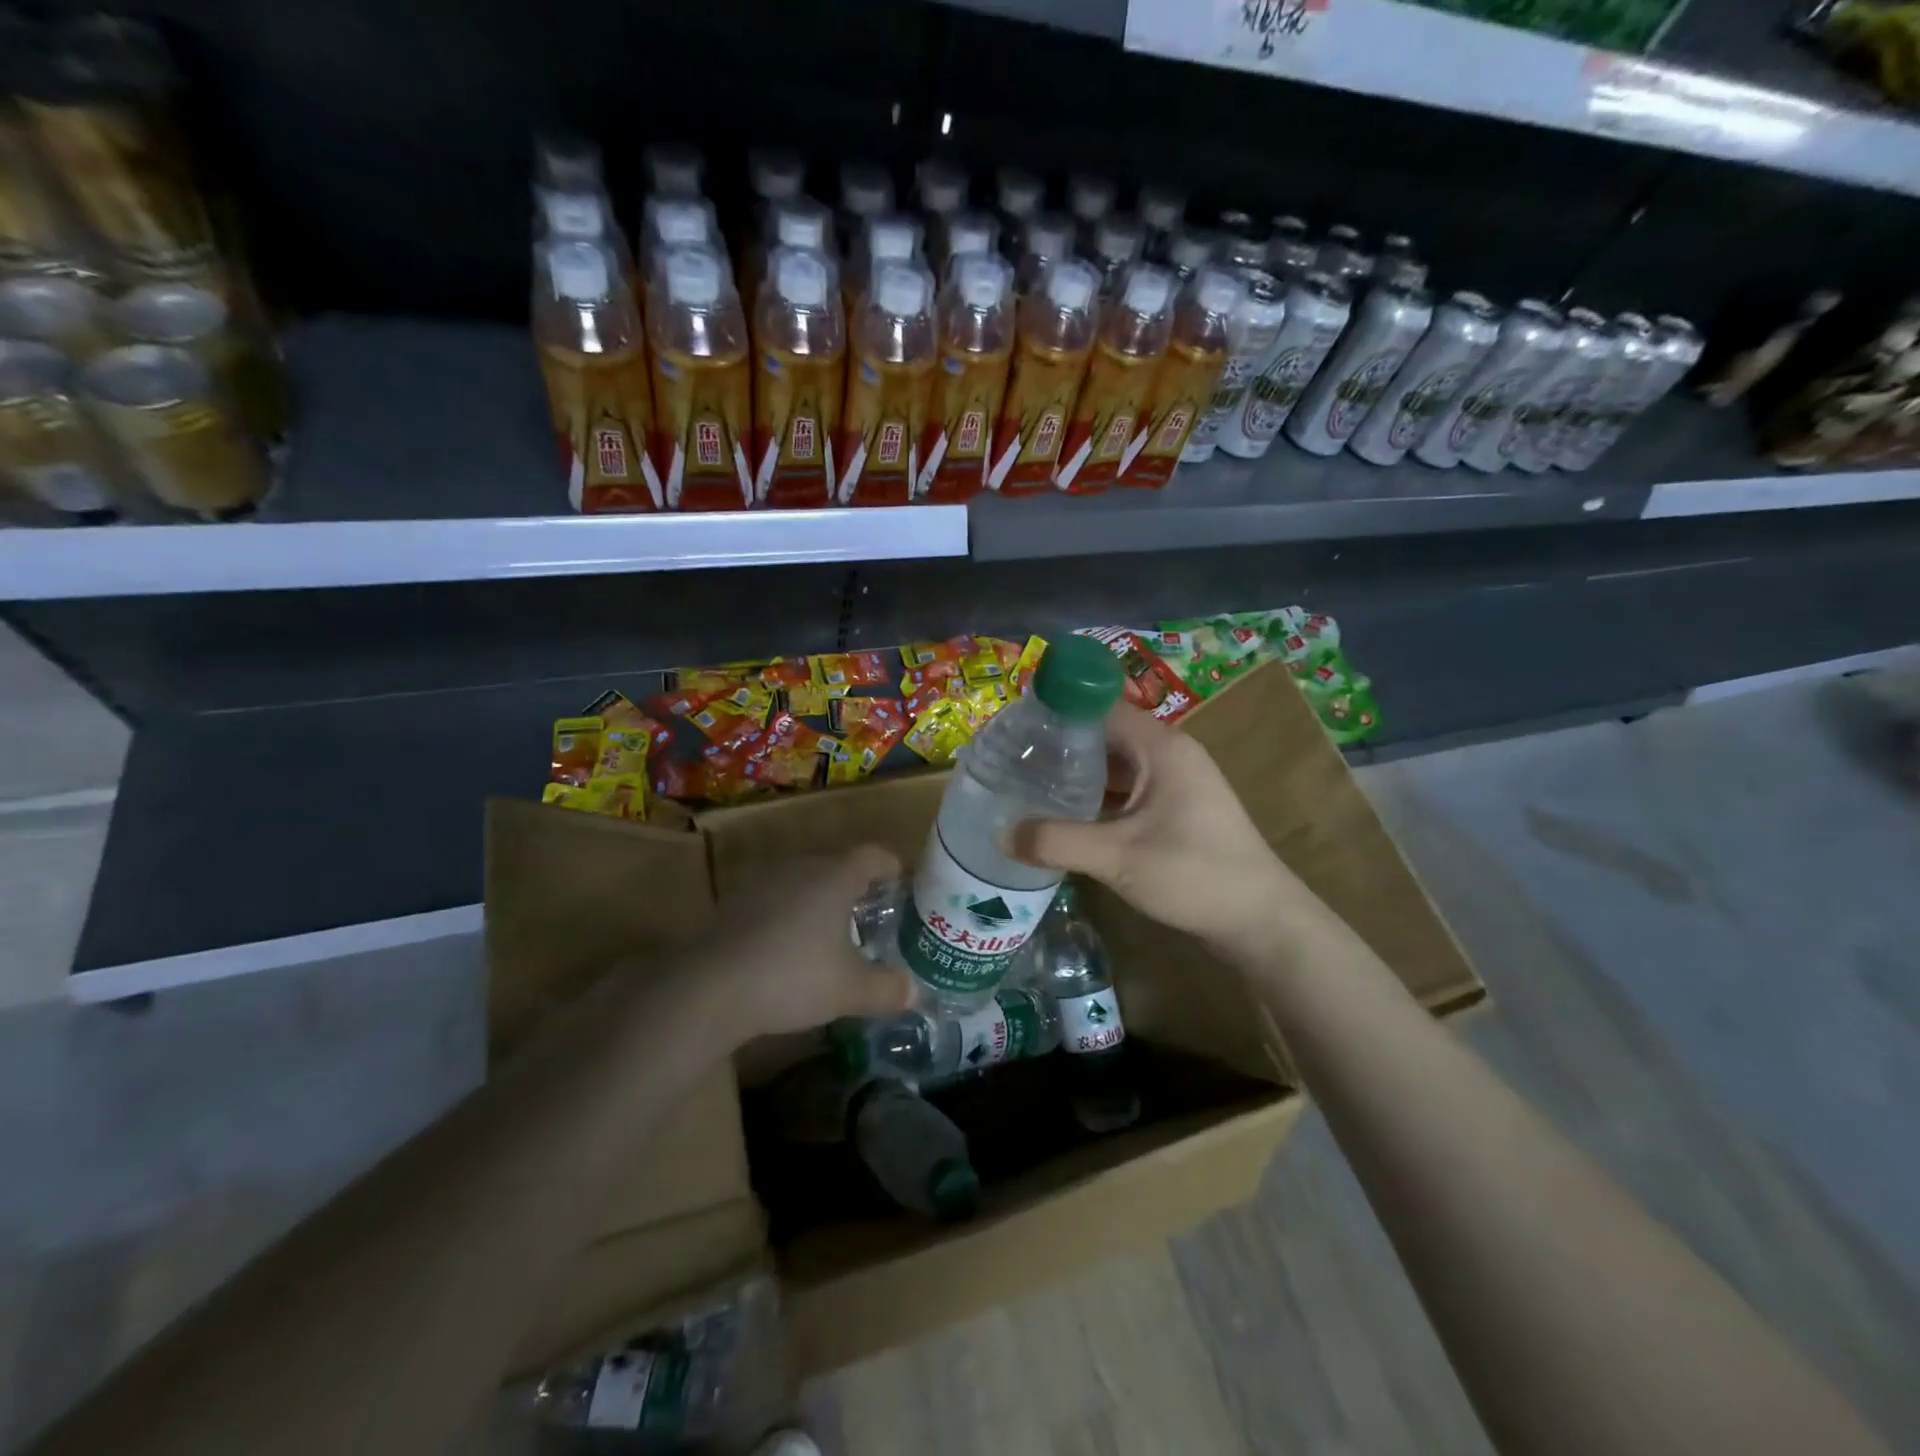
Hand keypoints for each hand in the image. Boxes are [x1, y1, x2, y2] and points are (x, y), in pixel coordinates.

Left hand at [689, 844, 915, 1043]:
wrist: (710, 987)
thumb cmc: (793, 977)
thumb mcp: (850, 990)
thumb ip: (887, 989)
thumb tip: (914, 991)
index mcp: (835, 877)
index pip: (872, 855)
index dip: (890, 866)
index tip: (900, 883)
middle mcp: (801, 868)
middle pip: (836, 865)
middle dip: (855, 887)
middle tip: (870, 915)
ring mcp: (763, 882)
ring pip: (803, 881)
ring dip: (819, 900)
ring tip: (829, 933)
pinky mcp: (734, 903)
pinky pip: (775, 899)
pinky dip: (788, 915)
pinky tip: (787, 949)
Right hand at [1010, 705, 1335, 968]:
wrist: (1261, 921)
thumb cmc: (1194, 874)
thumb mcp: (1118, 857)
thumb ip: (1057, 841)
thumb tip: (1001, 834)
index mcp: (1161, 747)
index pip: (1101, 707)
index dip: (1060, 711)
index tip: (1018, 727)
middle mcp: (1170, 755)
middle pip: (1106, 734)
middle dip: (1062, 745)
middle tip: (1014, 759)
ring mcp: (1176, 784)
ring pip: (1117, 765)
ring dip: (1079, 774)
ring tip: (1030, 784)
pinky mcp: (1177, 811)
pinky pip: (1128, 791)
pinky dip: (1098, 797)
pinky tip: (1067, 815)